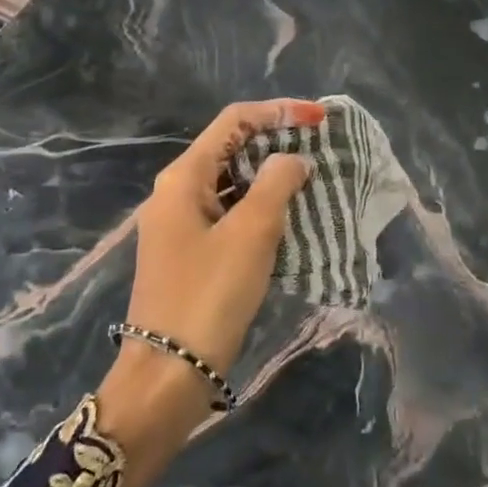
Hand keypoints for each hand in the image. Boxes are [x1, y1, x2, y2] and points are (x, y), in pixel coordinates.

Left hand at [95, 98, 322, 486]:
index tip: (320, 119)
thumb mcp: (251, 233)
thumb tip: (292, 160)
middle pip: (231, 147)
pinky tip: (287, 217)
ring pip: (231, 182)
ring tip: (311, 179)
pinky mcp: (188, 251)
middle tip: (320, 148)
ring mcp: (179, 223)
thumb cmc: (209, 294)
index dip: (278, 112)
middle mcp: (176, 191)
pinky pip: (228, 212)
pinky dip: (258, 206)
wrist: (167, 374)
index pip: (234, 120)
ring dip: (269, 175)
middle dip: (275, 141)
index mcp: (184, 176)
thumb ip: (276, 184)